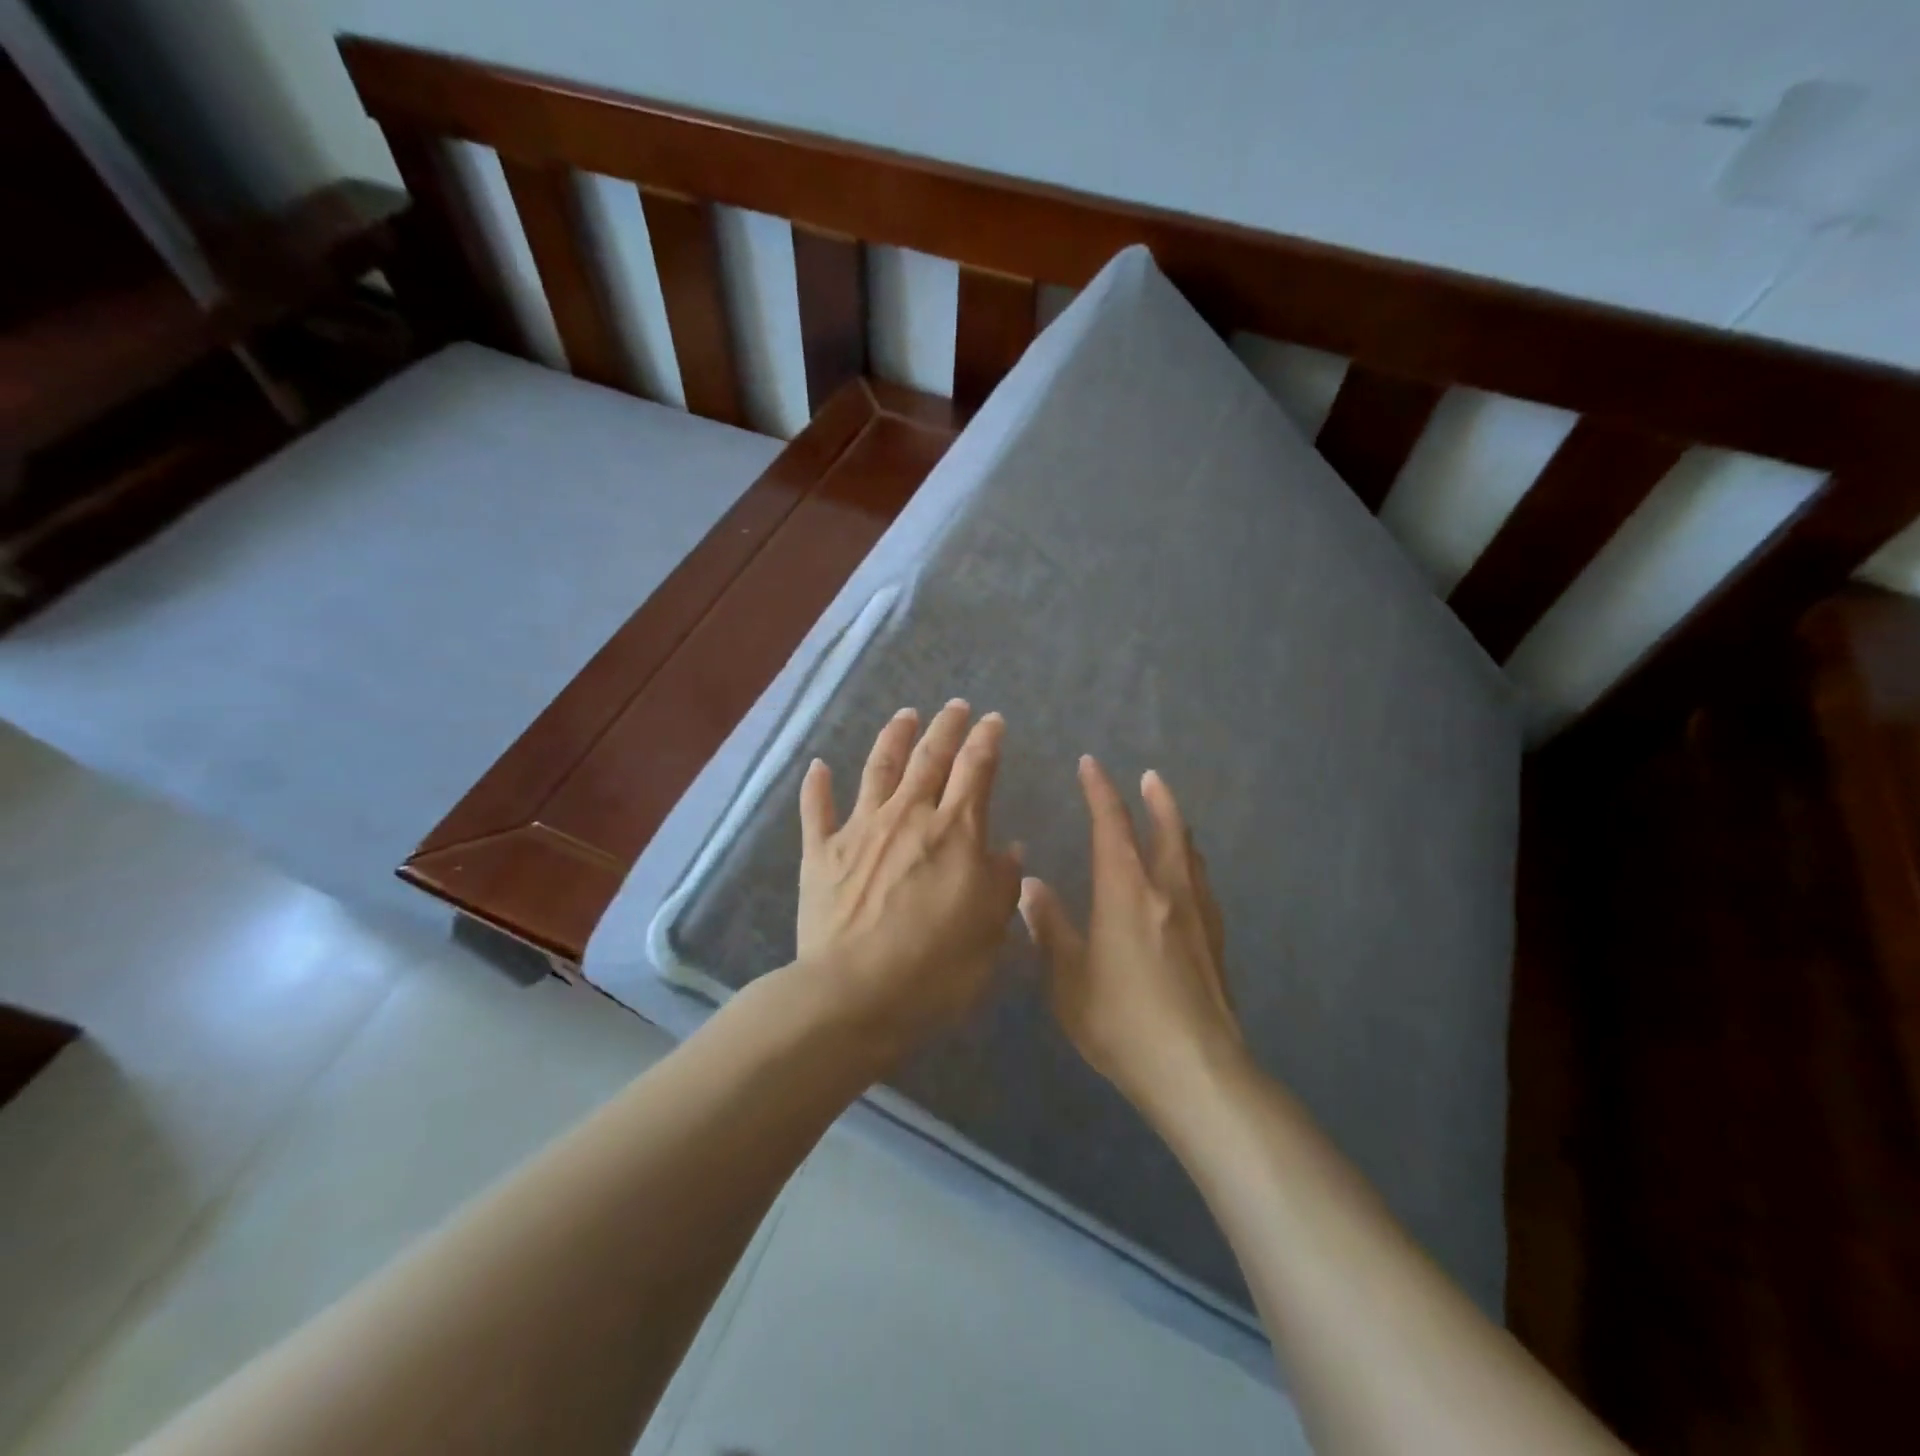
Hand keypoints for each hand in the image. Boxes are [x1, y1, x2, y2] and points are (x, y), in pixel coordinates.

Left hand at [795, 701, 1022, 1058]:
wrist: (854, 995)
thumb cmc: (937, 967)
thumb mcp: (990, 930)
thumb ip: (1001, 883)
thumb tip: (1008, 849)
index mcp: (954, 831)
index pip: (975, 770)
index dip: (986, 740)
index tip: (993, 721)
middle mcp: (907, 816)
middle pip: (929, 758)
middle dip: (945, 727)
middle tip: (955, 706)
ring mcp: (859, 831)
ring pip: (878, 769)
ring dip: (893, 738)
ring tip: (905, 715)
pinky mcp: (820, 854)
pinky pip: (816, 811)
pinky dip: (816, 786)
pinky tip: (817, 765)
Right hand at [1019, 757, 1243, 1114]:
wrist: (1196, 1069)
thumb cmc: (1121, 1021)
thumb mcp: (1069, 979)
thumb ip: (1050, 928)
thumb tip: (1032, 886)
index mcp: (1126, 892)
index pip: (1112, 826)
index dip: (1100, 792)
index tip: (1090, 765)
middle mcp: (1167, 891)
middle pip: (1166, 830)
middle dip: (1155, 799)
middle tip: (1149, 777)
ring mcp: (1198, 915)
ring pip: (1189, 855)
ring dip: (1178, 827)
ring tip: (1171, 817)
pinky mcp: (1215, 941)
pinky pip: (1203, 884)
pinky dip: (1192, 863)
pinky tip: (1189, 879)